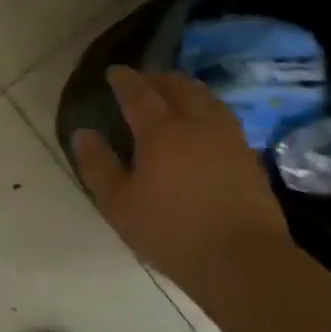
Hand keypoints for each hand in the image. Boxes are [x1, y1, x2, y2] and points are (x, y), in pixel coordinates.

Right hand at [72, 66, 291, 284]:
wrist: (241, 259)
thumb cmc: (170, 231)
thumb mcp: (118, 204)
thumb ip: (98, 165)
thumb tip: (82, 133)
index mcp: (160, 131)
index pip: (139, 93)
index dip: (124, 79)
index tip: (113, 72)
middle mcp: (196, 123)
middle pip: (177, 86)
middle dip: (156, 78)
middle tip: (142, 80)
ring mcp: (227, 137)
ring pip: (205, 97)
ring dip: (184, 88)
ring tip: (172, 93)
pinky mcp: (247, 154)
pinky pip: (222, 115)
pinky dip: (206, 106)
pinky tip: (202, 122)